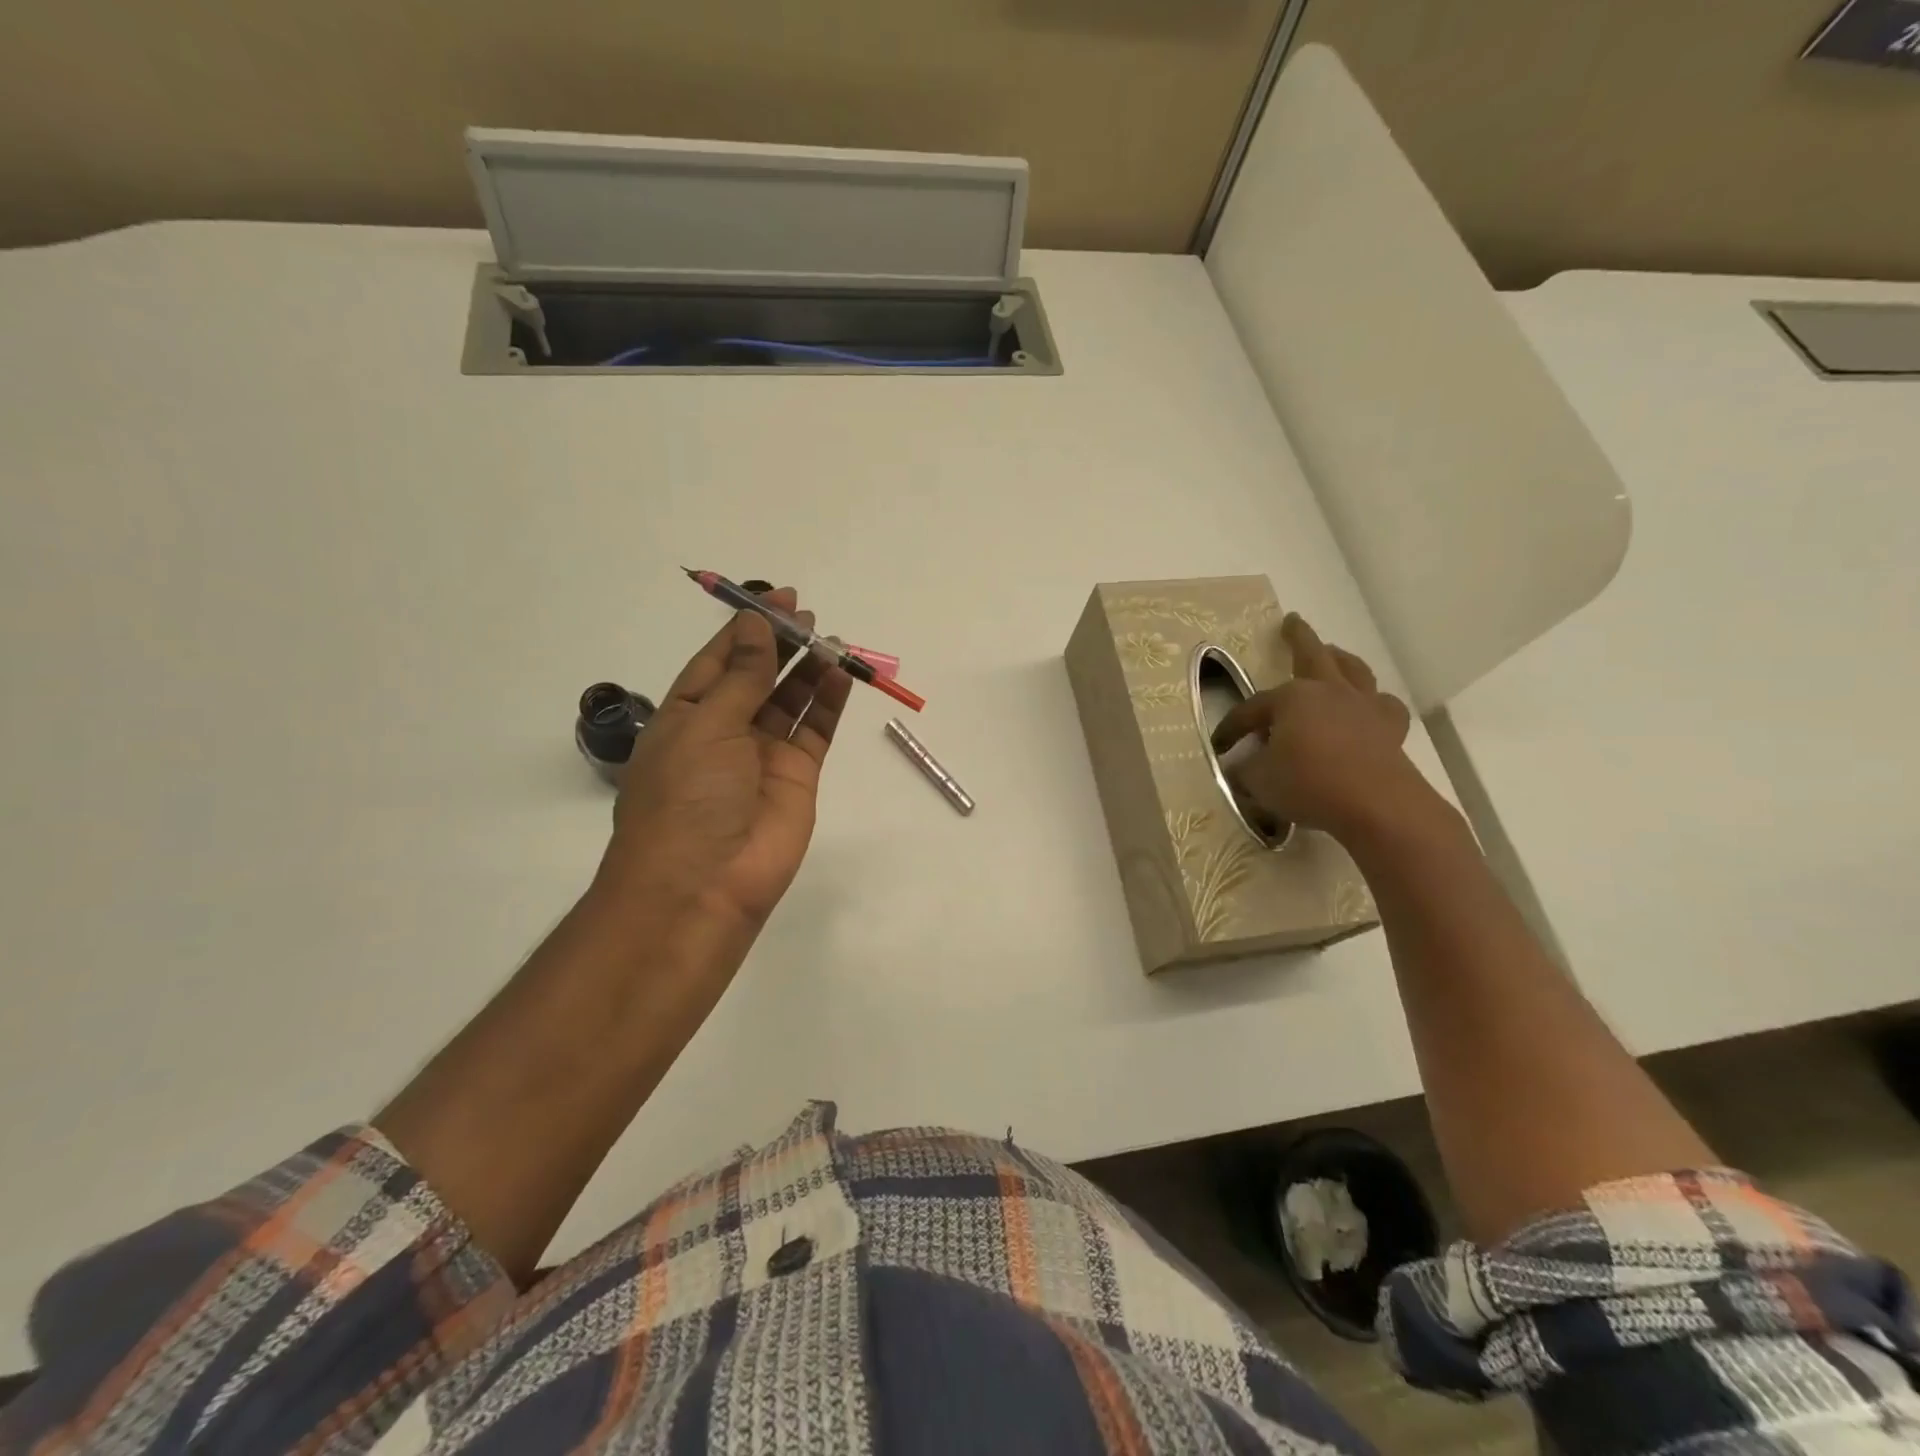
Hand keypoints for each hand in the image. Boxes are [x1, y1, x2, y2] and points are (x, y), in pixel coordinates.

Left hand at [598, 587, 850, 934]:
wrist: (704, 885)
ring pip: (791, 700)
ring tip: (831, 639)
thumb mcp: (706, 725)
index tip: (776, 597)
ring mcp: (764, 754)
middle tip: (808, 614)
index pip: (719, 661)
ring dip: (809, 669)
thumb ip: (741, 676)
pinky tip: (840, 674)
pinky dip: (829, 702)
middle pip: (758, 676)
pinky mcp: (798, 776)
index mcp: (687, 715)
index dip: (746, 628)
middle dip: (781, 644)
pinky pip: (816, 730)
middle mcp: (726, 731)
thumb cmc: (687, 797)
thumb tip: (755, 625)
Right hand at [1211, 614, 1425, 842]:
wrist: (1376, 805)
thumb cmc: (1309, 784)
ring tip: (1333, 654)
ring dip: (1341, 659)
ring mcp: (1363, 707)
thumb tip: (1239, 767)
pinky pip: (1383, 706)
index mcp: (1291, 698)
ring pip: (1353, 671)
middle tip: (1292, 622)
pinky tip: (1369, 707)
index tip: (1219, 747)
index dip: (1231, 728)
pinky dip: (1374, 703)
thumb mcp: (1259, 781)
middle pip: (1311, 655)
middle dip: (1298, 638)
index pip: (1251, 709)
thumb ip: (1245, 769)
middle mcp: (1328, 691)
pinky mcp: (1390, 729)